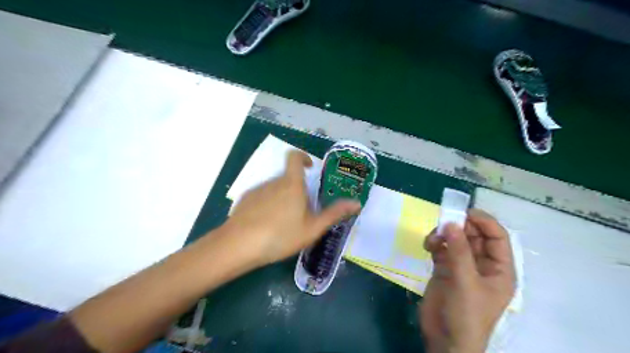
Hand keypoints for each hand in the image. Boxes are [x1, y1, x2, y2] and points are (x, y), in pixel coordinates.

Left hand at [223, 151, 358, 266]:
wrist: (238, 245)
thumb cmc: (281, 235)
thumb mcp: (312, 228)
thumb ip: (334, 214)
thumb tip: (356, 203)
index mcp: (291, 184)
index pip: (294, 157)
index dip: (302, 157)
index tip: (309, 168)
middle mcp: (273, 182)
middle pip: (287, 178)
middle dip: (297, 190)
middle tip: (302, 212)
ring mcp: (257, 190)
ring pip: (275, 189)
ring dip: (282, 198)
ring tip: (284, 223)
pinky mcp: (245, 200)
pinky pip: (262, 197)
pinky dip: (268, 205)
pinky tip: (266, 225)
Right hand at [417, 209, 515, 352]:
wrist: (445, 340)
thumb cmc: (466, 315)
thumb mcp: (466, 282)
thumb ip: (459, 251)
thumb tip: (451, 222)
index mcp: (499, 268)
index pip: (497, 236)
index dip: (483, 221)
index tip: (464, 212)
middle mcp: (482, 264)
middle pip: (474, 235)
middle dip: (459, 226)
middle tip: (442, 222)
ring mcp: (462, 266)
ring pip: (455, 240)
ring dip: (443, 235)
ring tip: (432, 240)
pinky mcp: (444, 269)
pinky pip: (441, 248)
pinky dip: (434, 243)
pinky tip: (427, 246)